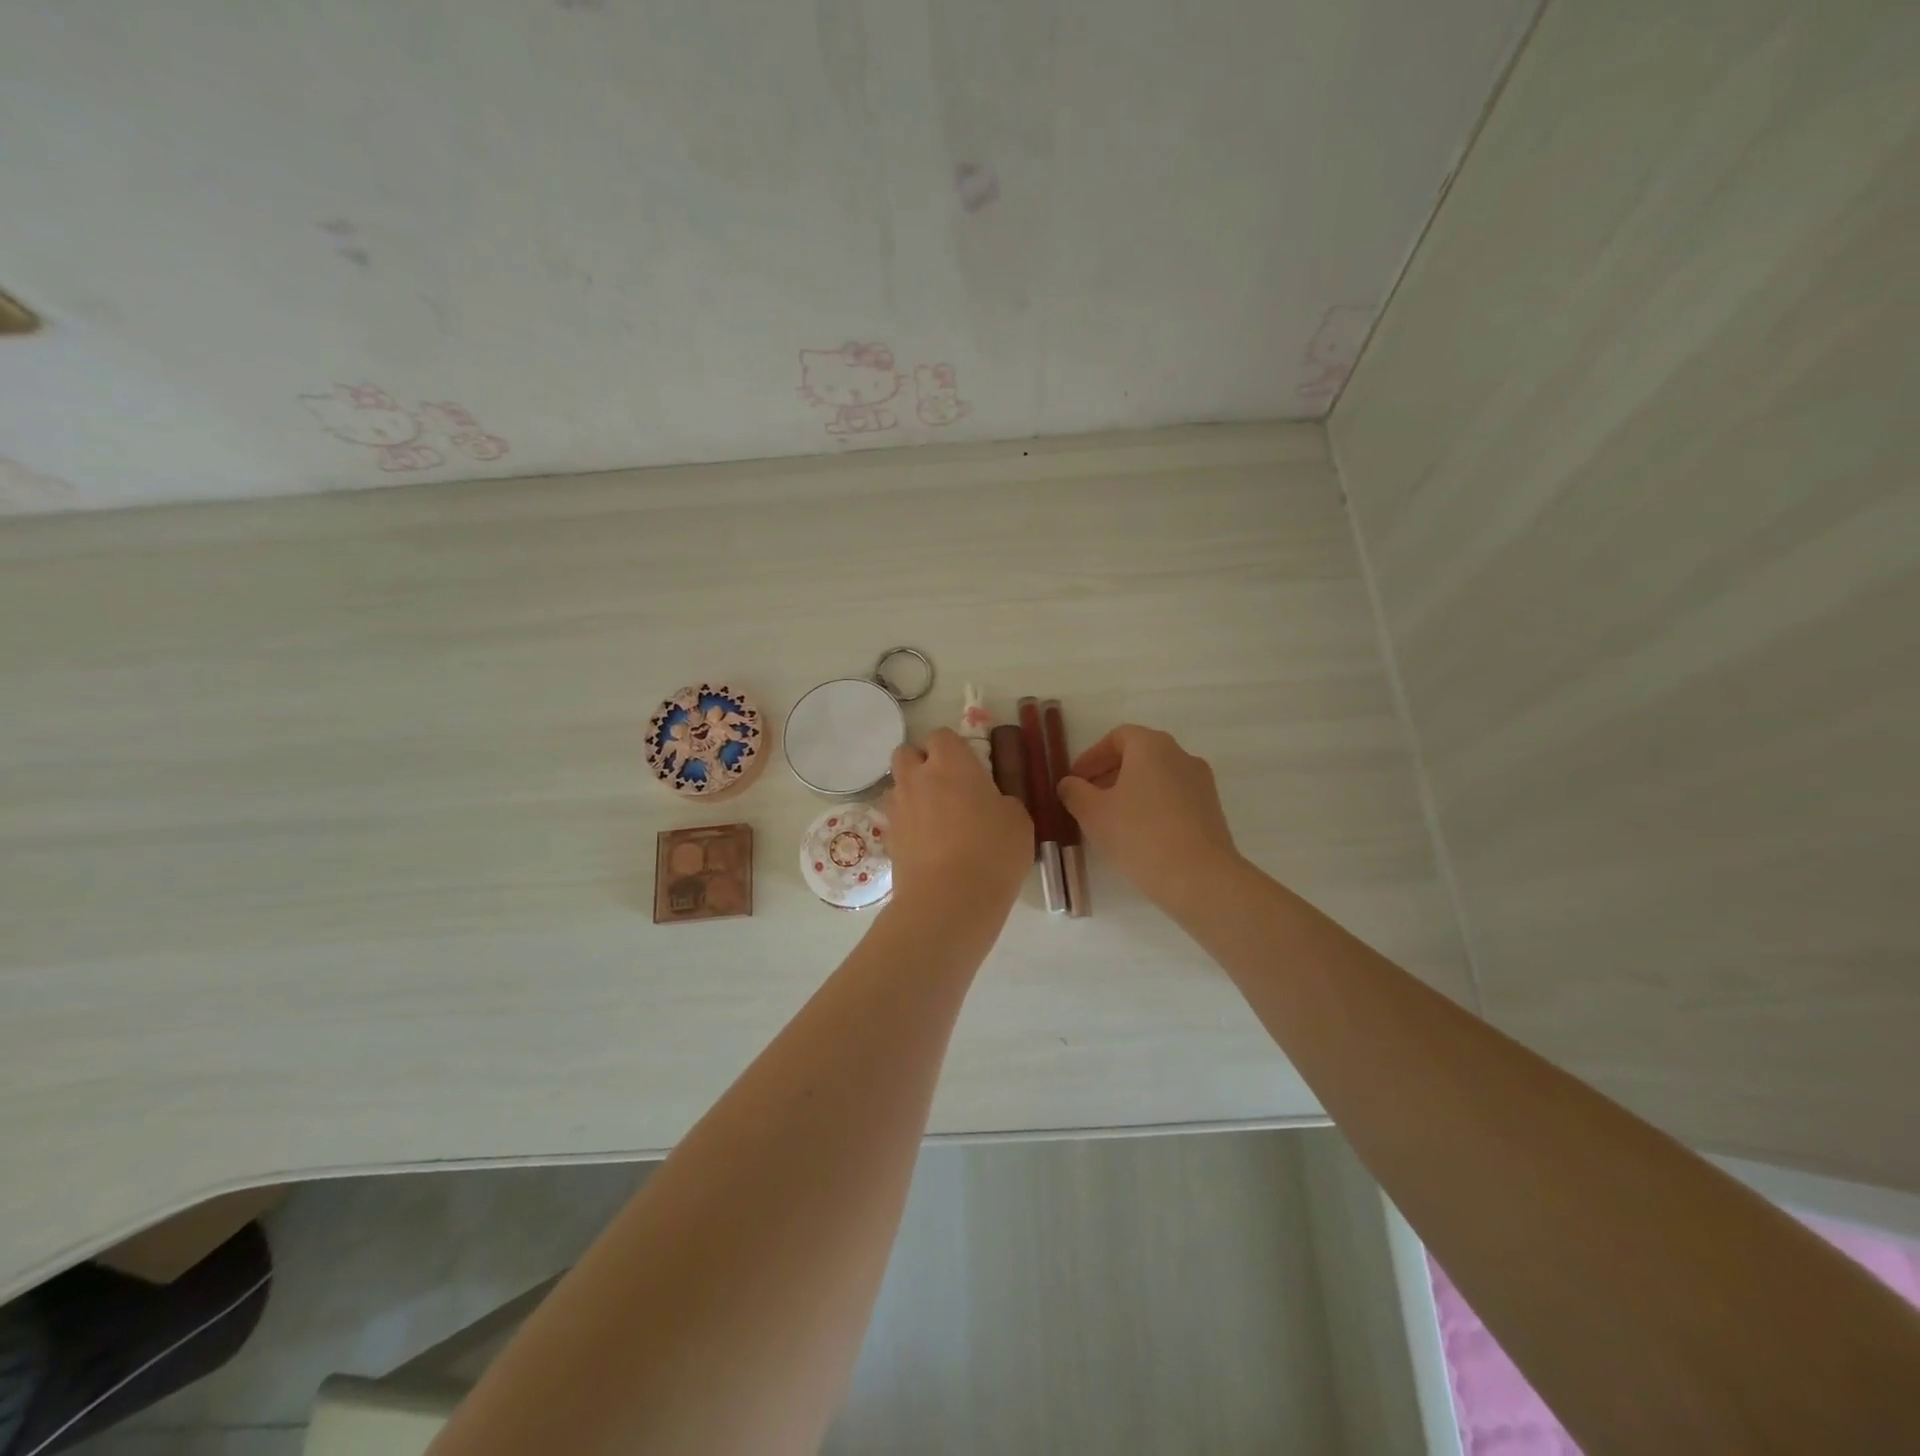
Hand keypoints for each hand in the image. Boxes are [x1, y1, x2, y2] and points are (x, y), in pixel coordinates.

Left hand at [885, 729, 1033, 922]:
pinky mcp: (888, 839)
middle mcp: (916, 778)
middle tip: (946, 786)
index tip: (970, 767)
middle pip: (906, 753)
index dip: (953, 748)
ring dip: (911, 793)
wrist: (950, 901)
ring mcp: (898, 808)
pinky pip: (895, 819)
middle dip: (921, 762)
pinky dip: (907, 824)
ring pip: (896, 786)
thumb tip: (992, 803)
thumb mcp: (1018, 820)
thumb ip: (1002, 801)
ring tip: (934, 818)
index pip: (941, 735)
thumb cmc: (993, 852)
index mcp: (950, 763)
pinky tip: (927, 845)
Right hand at [1058, 725, 1240, 914]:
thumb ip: (1074, 792)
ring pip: (1158, 779)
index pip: (1117, 737)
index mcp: (1152, 746)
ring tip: (1112, 822)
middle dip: (1110, 775)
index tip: (1075, 781)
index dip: (1092, 757)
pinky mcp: (1212, 811)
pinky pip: (1174, 800)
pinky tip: (1139, 836)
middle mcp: (1181, 756)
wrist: (1199, 877)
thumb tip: (1069, 784)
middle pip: (1139, 756)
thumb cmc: (1138, 834)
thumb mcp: (1092, 813)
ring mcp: (1201, 784)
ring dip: (1132, 793)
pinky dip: (1153, 808)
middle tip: (1089, 801)